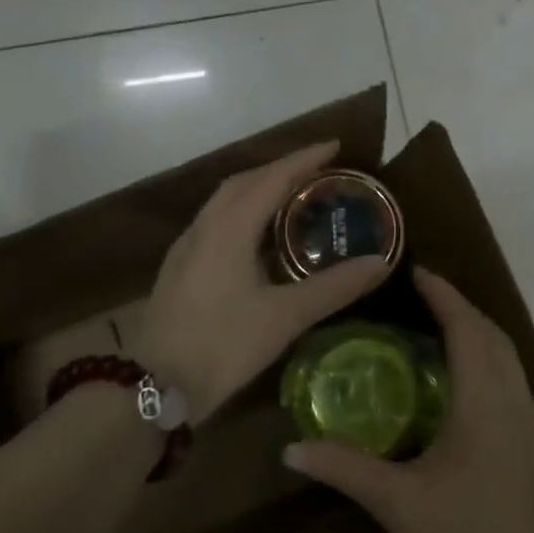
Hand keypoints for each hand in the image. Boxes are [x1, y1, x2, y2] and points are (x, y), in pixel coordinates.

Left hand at [130, 141, 390, 423]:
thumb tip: (380, 263)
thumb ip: (334, 288)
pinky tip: (258, 237)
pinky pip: (215, 222)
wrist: (153, 386)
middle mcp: (204, 227)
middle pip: (244, 182)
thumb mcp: (284, 317)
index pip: (272, 178)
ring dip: (258, 189)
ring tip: (293, 196)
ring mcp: (187, 247)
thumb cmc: (221, 345)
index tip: (335, 146)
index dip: (305, 159)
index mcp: (229, 228)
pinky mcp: (179, 268)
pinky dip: (242, 213)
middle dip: (281, 169)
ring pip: (225, 201)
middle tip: (317, 171)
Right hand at [283, 268, 533, 532]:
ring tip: (443, 340)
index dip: (445, 296)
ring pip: (512, 367)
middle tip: (425, 301)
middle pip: (495, 339)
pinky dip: (492, 374)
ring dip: (481, 341)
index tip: (419, 272)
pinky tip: (468, 401)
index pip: (467, 329)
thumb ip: (344, 469)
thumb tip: (291, 450)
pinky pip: (517, 394)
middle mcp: (517, 407)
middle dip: (463, 311)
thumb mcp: (397, 504)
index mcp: (484, 404)